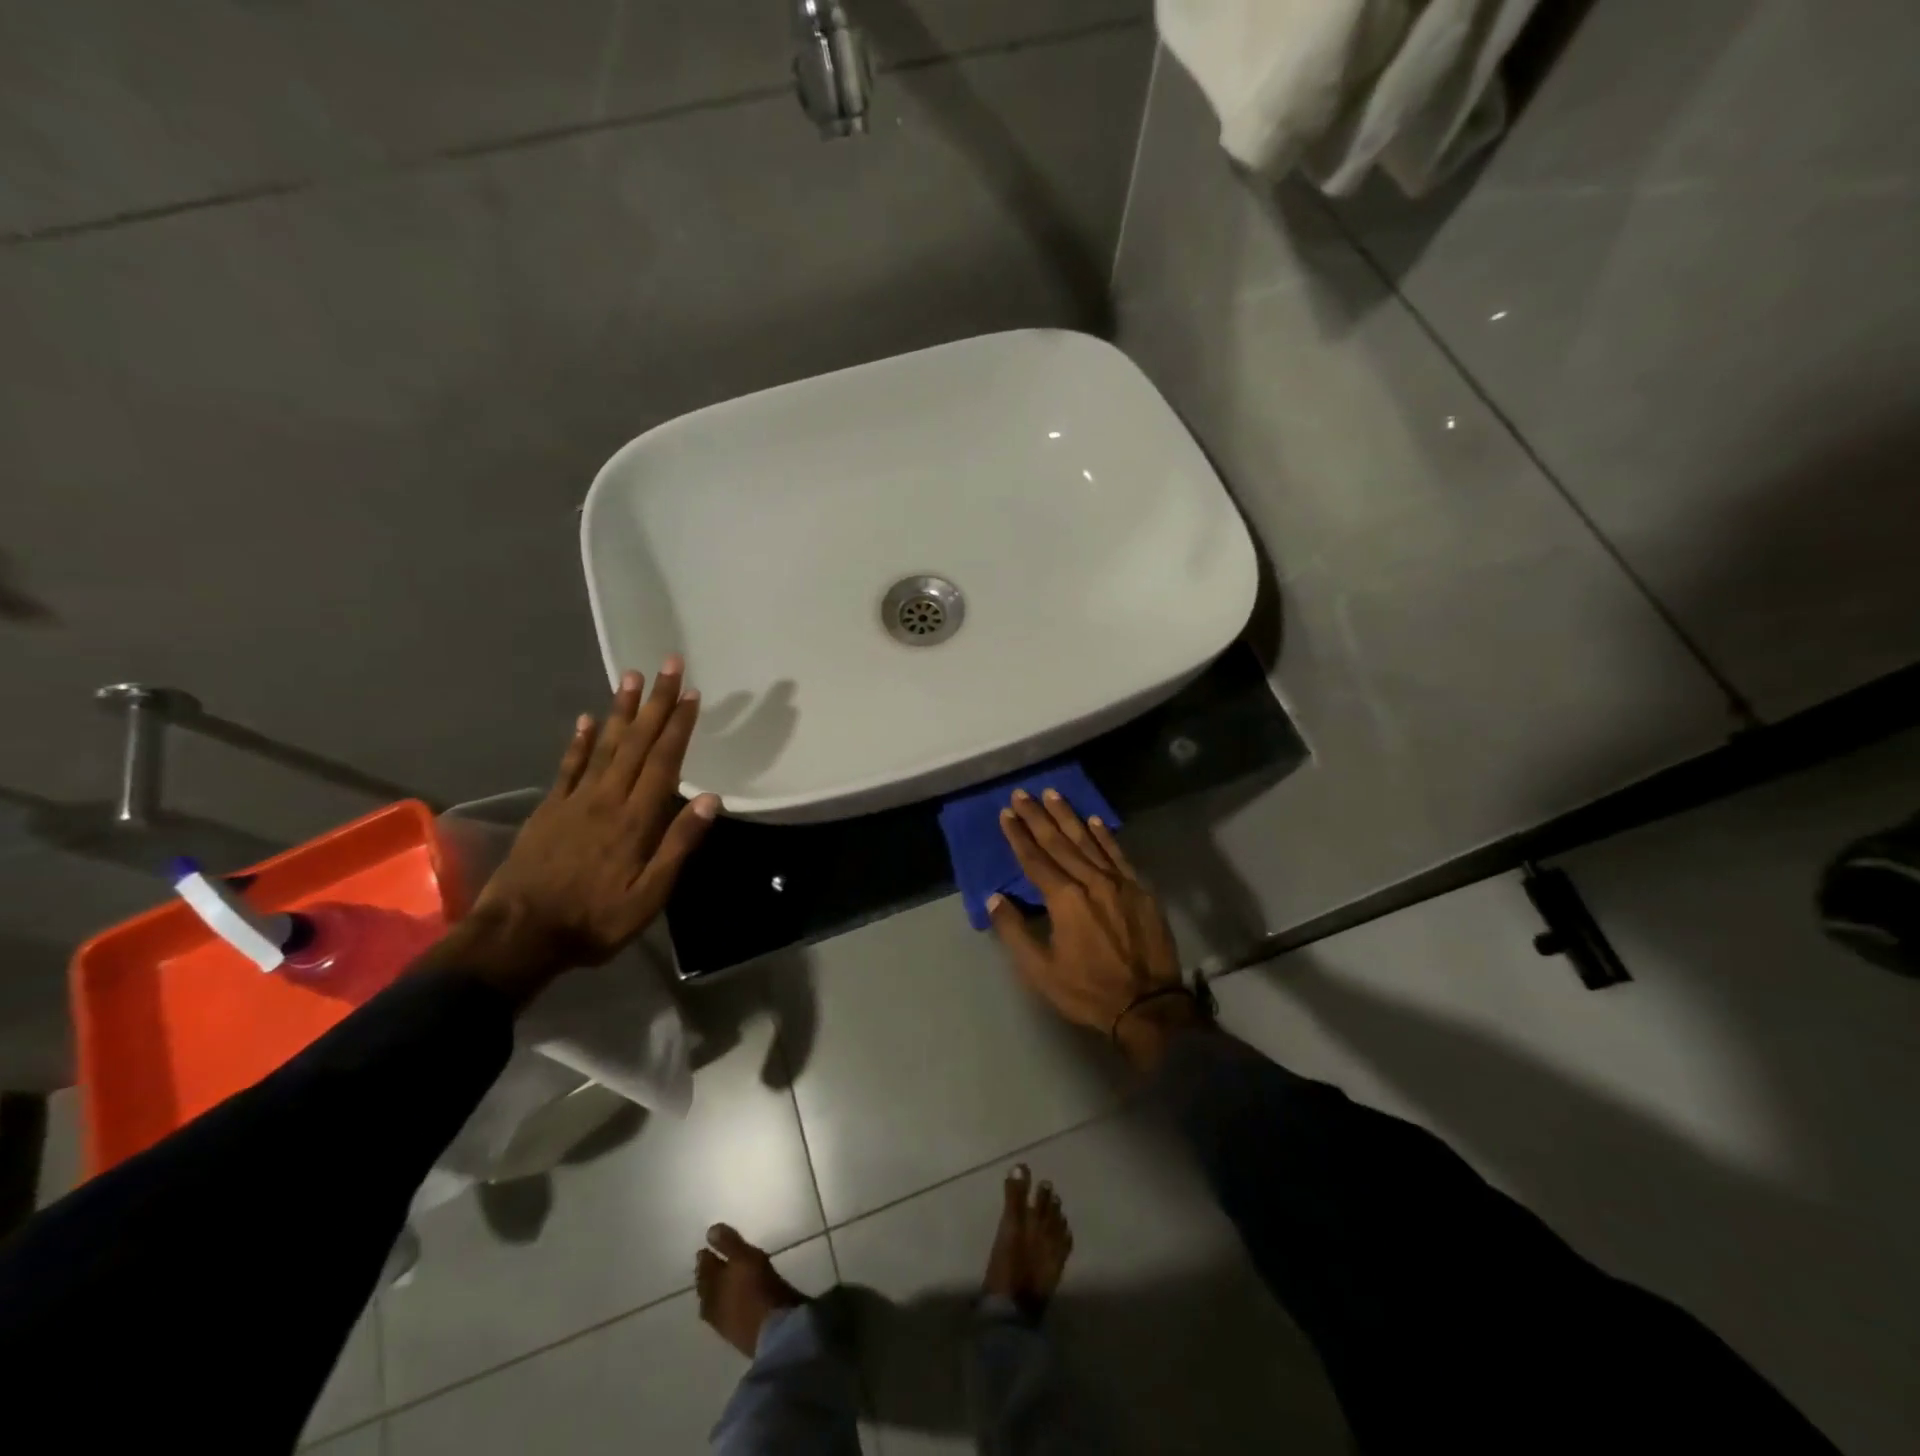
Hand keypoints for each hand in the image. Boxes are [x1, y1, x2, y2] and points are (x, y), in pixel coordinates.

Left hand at [467, 657, 718, 992]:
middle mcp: (607, 799)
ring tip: (631, 676)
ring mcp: (574, 801)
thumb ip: (678, 845)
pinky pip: (567, 766)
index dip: (679, 726)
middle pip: (636, 742)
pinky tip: (585, 719)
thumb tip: (710, 799)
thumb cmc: (593, 920)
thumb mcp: (649, 896)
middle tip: (669, 665)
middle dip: (656, 702)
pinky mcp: (549, 809)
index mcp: (635, 820)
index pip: (663, 762)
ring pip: (603, 745)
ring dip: (620, 710)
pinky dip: (579, 741)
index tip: (692, 694)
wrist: (518, 935)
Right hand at [987, 789, 1185, 1036]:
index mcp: (1065, 899)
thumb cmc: (1088, 990)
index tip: (1006, 813)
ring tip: (1052, 794)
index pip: (1035, 860)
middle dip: (1038, 817)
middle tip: (1023, 793)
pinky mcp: (1140, 890)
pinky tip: (1094, 820)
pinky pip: (1118, 854)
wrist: (1149, 1006)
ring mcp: (1119, 882)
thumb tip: (994, 898)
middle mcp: (1091, 881)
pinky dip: (1105, 835)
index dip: (1018, 836)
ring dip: (1068, 817)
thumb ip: (1014, 931)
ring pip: (1089, 841)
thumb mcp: (1040, 971)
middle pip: (1059, 842)